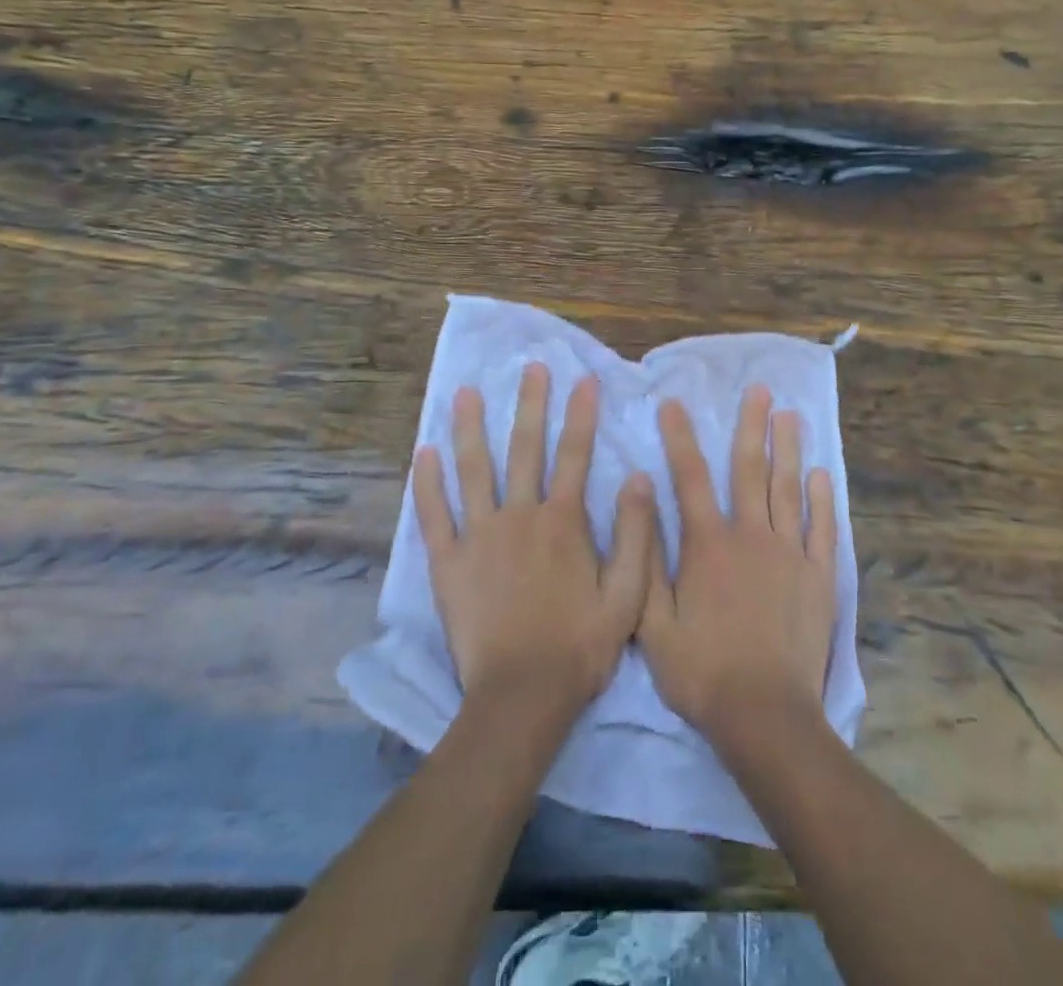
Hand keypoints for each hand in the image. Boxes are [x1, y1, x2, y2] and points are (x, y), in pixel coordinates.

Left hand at [414, 363, 654, 719]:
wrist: (522, 696)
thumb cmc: (579, 646)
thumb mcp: (628, 595)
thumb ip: (636, 535)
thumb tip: (639, 478)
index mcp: (563, 522)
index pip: (576, 455)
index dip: (581, 415)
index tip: (584, 379)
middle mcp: (520, 516)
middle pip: (525, 449)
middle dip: (530, 404)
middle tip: (530, 367)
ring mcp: (479, 536)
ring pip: (473, 470)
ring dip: (470, 428)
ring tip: (465, 392)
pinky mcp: (448, 562)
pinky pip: (434, 515)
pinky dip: (427, 483)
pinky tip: (423, 452)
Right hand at [638, 385, 838, 749]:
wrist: (765, 715)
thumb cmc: (702, 670)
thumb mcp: (654, 622)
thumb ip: (646, 557)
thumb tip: (640, 498)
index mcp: (708, 544)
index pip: (689, 478)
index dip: (679, 438)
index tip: (674, 403)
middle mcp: (750, 535)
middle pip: (749, 469)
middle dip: (751, 425)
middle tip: (759, 390)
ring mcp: (789, 553)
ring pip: (788, 488)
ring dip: (788, 448)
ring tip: (790, 414)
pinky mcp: (819, 576)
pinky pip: (822, 527)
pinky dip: (823, 498)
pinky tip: (822, 473)